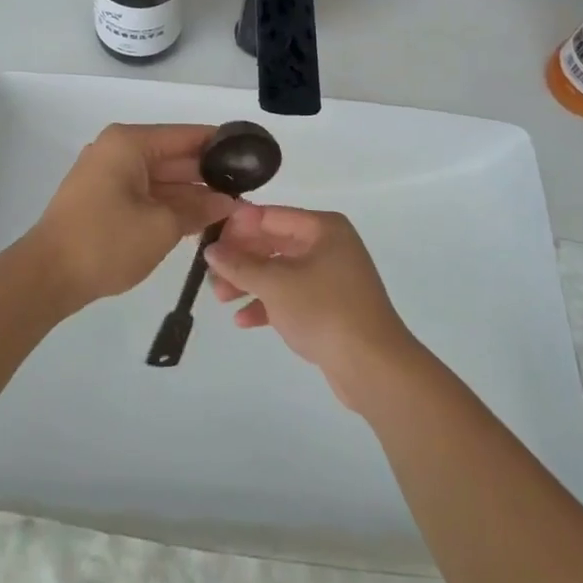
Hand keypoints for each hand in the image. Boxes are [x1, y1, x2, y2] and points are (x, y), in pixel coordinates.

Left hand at [30, 124, 236, 310]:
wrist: (46, 277)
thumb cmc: (106, 241)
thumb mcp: (162, 226)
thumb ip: (199, 209)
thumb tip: (228, 203)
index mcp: (129, 143)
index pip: (186, 135)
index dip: (221, 145)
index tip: (253, 158)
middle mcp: (117, 150)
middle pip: (173, 156)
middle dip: (208, 175)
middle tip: (247, 191)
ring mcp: (107, 175)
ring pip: (160, 177)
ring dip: (190, 194)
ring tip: (231, 209)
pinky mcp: (102, 198)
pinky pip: (145, 193)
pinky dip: (169, 204)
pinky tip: (198, 220)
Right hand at [203, 206, 417, 409]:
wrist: (374, 366)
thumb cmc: (324, 310)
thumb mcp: (276, 284)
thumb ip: (240, 265)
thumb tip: (211, 250)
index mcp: (323, 228)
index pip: (270, 216)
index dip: (237, 227)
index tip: (208, 241)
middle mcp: (329, 246)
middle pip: (274, 243)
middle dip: (241, 259)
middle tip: (211, 274)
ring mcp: (331, 277)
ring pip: (281, 272)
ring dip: (250, 283)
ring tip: (221, 298)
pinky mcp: (330, 307)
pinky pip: (292, 297)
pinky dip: (269, 304)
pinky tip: (243, 320)